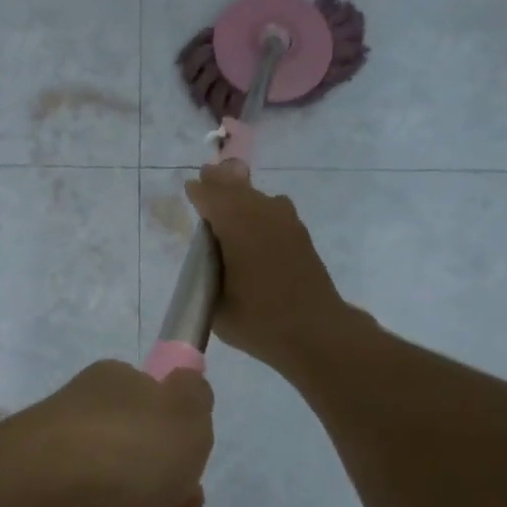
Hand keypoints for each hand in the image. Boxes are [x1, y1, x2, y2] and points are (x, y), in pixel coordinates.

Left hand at [0, 360, 212, 506]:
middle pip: (153, 477)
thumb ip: (194, 395)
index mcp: (111, 394)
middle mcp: (86, 437)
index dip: (182, 447)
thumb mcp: (183, 408)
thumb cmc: (123, 450)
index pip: (153, 414)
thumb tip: (185, 387)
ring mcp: (69, 490)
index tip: (192, 469)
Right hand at [185, 163, 349, 372]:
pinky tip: (254, 220)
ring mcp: (286, 222)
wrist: (315, 332)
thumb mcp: (217, 303)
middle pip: (235, 188)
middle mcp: (262, 213)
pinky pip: (273, 210)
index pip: (211, 196)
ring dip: (241, 193)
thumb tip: (210, 259)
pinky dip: (259, 209)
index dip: (199, 192)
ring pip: (257, 197)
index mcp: (237, 224)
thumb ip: (208, 274)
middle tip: (208, 174)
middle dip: (220, 182)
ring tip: (228, 191)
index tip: (190, 188)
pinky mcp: (300, 235)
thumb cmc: (258, 320)